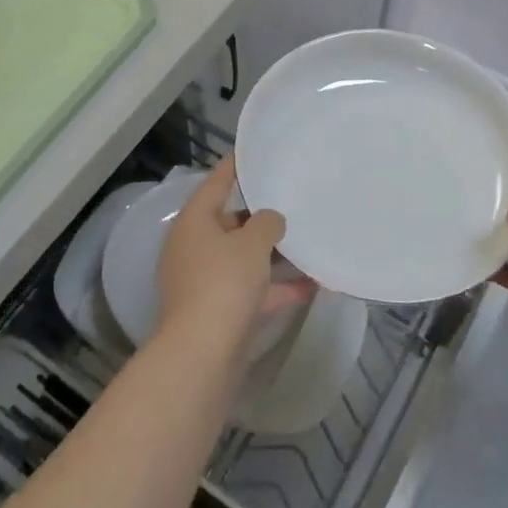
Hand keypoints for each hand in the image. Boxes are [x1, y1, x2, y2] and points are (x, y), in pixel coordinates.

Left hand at [156, 156, 310, 353]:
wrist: (203, 355)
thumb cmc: (223, 284)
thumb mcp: (251, 243)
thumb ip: (266, 223)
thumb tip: (271, 220)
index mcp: (195, 223)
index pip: (215, 184)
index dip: (234, 168)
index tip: (251, 152)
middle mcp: (195, 249)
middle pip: (230, 223)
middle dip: (261, 216)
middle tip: (291, 200)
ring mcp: (206, 282)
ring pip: (244, 259)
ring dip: (274, 255)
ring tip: (309, 241)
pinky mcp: (221, 312)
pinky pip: (253, 291)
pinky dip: (278, 287)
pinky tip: (312, 285)